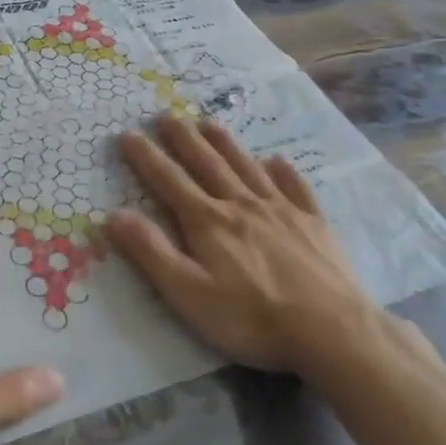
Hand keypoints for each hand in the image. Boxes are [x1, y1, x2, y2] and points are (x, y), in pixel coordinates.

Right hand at [103, 115, 389, 377]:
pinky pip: (295, 187)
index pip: (169, 181)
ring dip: (225, 144)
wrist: (332, 330)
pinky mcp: (313, 224)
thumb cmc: (251, 317)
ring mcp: (282, 211)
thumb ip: (150, 252)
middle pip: (207, 164)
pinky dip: (283, 171)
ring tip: (209, 123)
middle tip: (167, 115)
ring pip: (246, 167)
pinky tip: (277, 160)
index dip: (146, 157)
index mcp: (208, 221)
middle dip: (184, 139)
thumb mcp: (188, 293)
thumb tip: (113, 215)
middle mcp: (242, 205)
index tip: (129, 134)